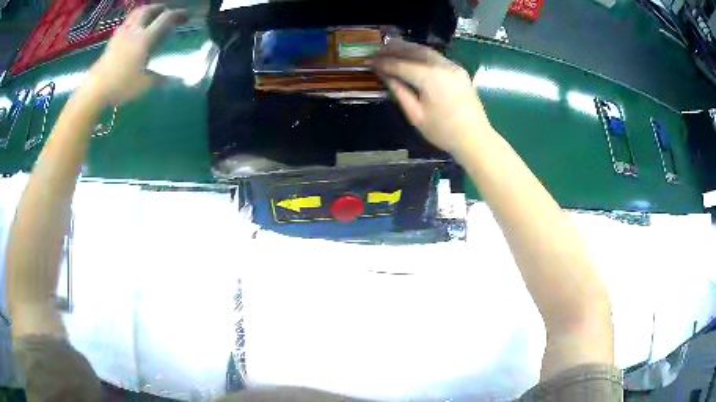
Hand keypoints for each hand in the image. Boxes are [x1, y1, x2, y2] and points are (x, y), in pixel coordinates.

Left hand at [86, 4, 188, 105]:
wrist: (95, 90)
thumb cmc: (121, 85)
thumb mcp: (144, 85)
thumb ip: (159, 79)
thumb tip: (174, 80)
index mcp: (145, 38)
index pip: (165, 18)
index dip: (178, 14)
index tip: (186, 17)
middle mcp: (134, 31)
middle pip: (149, 10)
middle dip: (160, 8)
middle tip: (166, 11)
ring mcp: (121, 35)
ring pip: (135, 14)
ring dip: (145, 10)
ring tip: (150, 14)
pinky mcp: (111, 41)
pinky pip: (125, 23)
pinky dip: (133, 20)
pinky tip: (133, 28)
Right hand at [372, 40, 492, 154]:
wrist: (475, 139)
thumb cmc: (443, 132)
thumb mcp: (416, 115)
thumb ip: (399, 91)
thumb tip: (385, 75)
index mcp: (431, 78)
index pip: (401, 65)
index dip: (383, 63)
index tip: (368, 62)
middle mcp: (443, 66)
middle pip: (414, 51)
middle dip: (394, 49)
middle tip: (377, 51)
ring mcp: (454, 67)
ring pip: (426, 51)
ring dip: (407, 49)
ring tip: (390, 49)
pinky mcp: (459, 71)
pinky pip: (436, 57)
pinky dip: (421, 54)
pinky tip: (411, 57)